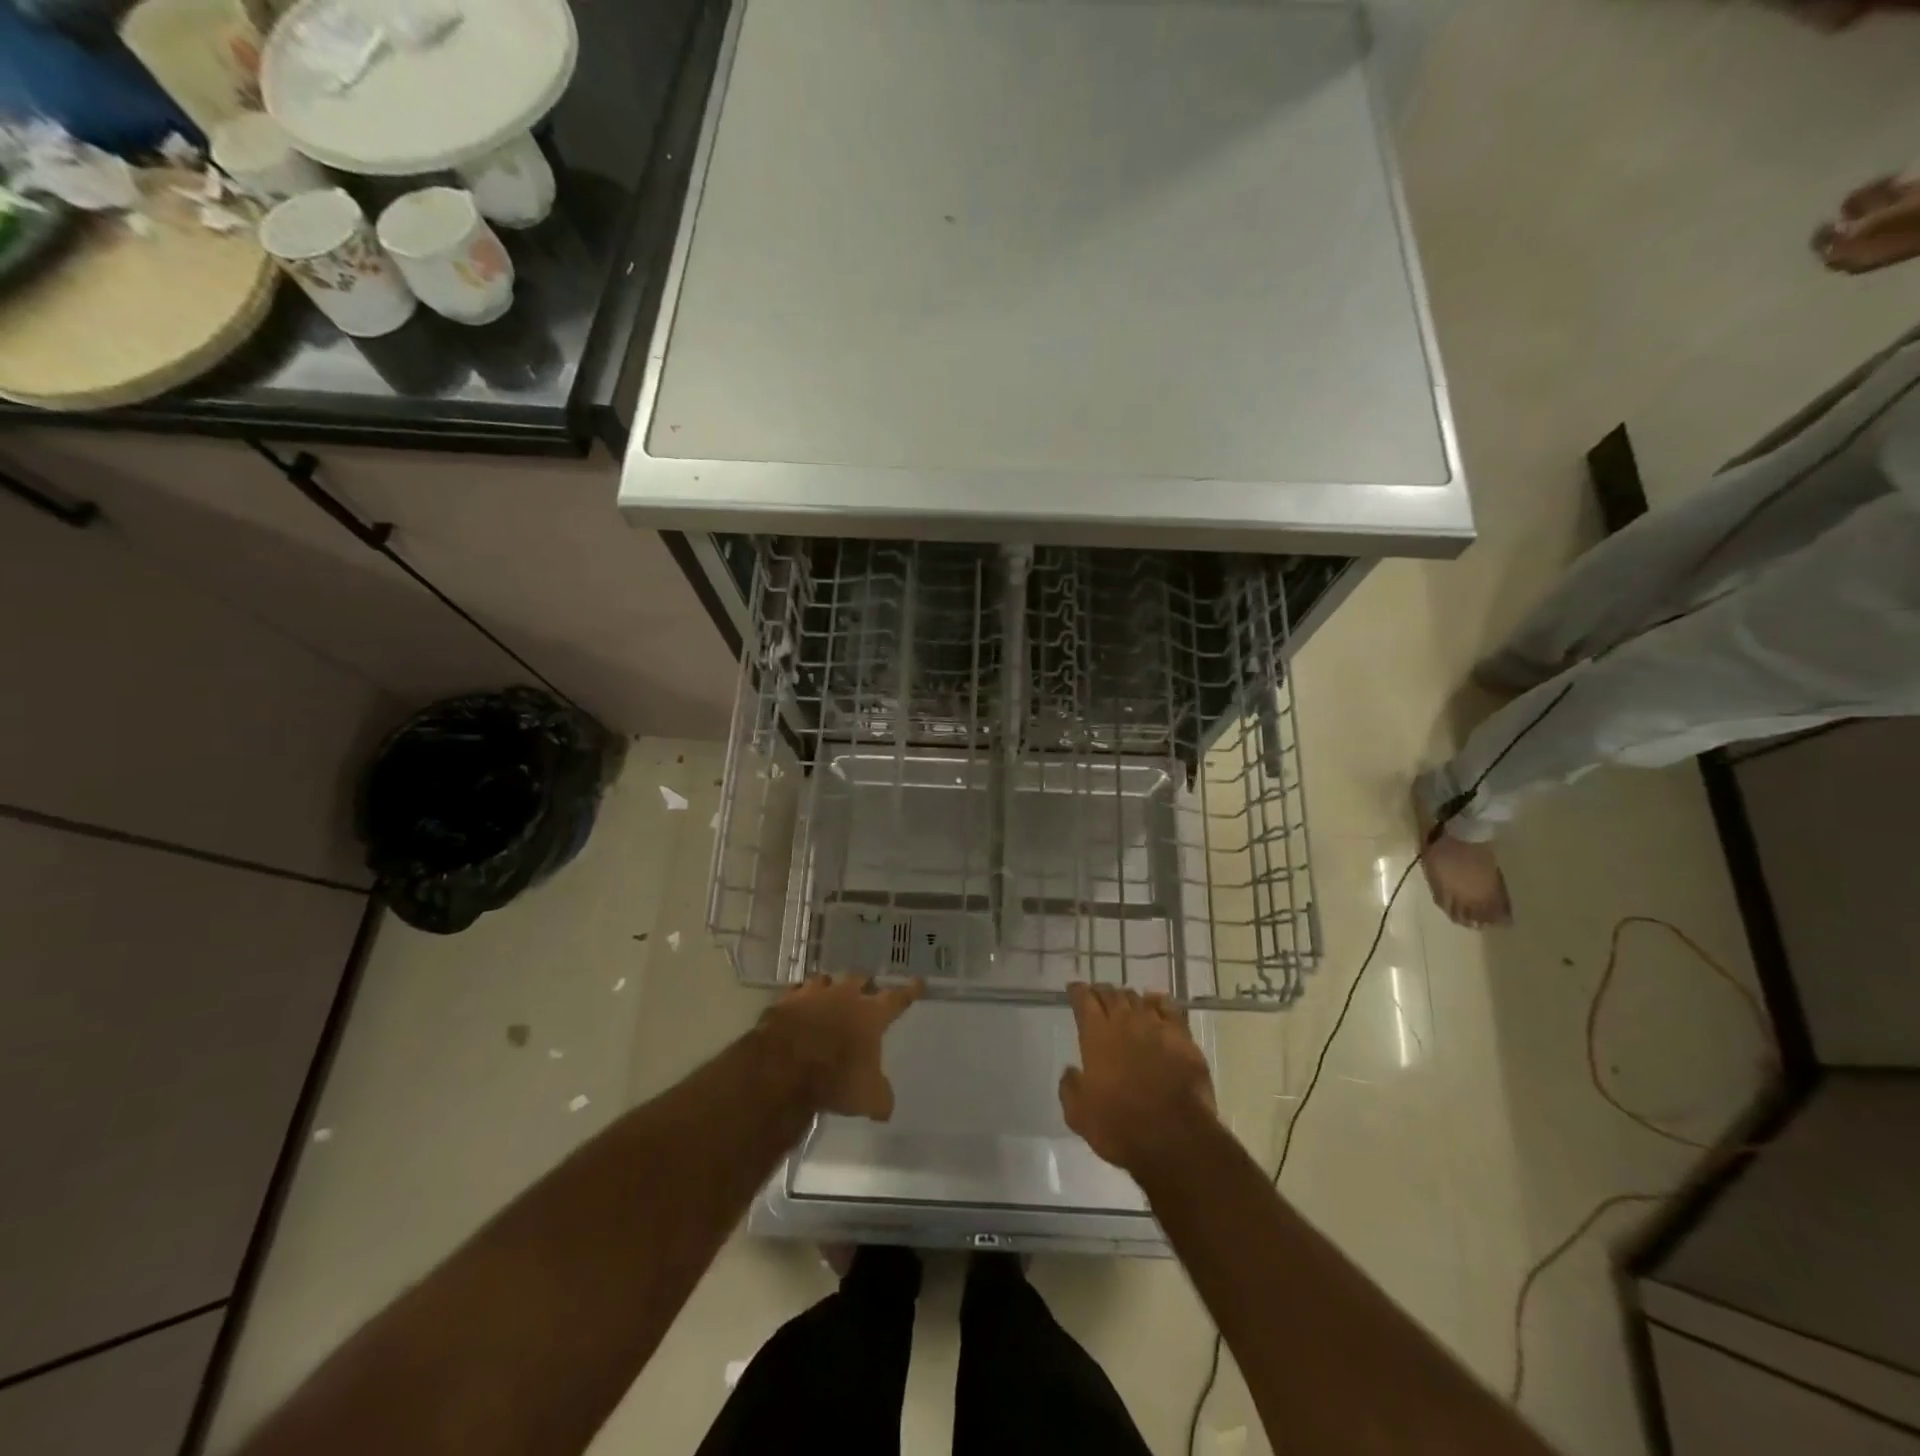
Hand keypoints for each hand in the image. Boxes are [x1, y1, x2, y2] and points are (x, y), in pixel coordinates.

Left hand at [759, 973, 922, 1120]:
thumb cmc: (834, 1079)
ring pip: (826, 980)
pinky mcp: (785, 1001)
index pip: (898, 998)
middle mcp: (845, 995)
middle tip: (866, 993)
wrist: (781, 1069)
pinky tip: (799, 1006)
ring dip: (831, 987)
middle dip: (864, 985)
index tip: (918, 982)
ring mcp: (813, 994)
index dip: (910, 990)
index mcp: (871, 1013)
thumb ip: (880, 1098)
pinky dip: (800, 998)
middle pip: (860, 980)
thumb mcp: (866, 1097)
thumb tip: (885, 1108)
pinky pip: (796, 993)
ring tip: (830, 995)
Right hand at [1059, 982, 1216, 1175]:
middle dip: (1101, 992)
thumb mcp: (1079, 1115)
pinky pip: (1169, 1008)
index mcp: (1097, 1035)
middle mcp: (1125, 1022)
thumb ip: (1070, 1088)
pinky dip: (1158, 1002)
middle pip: (1111, 994)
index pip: (1084, 1000)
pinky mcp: (1183, 1038)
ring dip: (1128, 999)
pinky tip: (1155, 1004)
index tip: (1074, 990)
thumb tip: (1071, 1071)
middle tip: (1098, 996)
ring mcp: (1156, 1027)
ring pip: (1138, 999)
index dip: (1077, 992)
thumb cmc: (1121, 1128)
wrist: (1176, 1139)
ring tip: (1124, 1003)